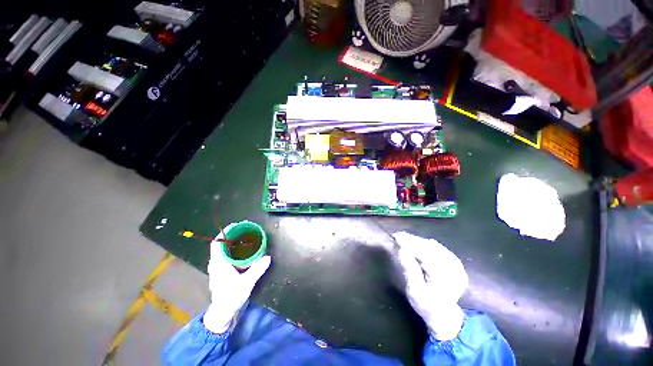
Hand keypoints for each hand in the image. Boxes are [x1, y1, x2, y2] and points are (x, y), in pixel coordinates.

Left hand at [203, 233, 270, 333]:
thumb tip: (268, 257)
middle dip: (231, 235)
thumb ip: (257, 269)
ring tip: (245, 238)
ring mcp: (217, 267)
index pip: (217, 243)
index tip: (236, 225)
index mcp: (219, 263)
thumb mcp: (246, 283)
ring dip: (232, 242)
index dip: (224, 232)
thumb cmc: (231, 297)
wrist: (223, 312)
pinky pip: (225, 255)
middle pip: (221, 244)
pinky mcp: (221, 271)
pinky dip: (232, 249)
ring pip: (222, 250)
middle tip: (245, 230)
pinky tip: (243, 251)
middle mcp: (216, 263)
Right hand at [393, 232, 467, 340]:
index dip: (409, 242)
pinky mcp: (456, 263)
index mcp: (443, 276)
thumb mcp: (415, 292)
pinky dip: (426, 245)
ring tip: (405, 240)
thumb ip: (410, 270)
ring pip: (434, 246)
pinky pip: (439, 248)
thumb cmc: (427, 307)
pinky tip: (418, 245)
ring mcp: (456, 265)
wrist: (446, 317)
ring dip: (419, 241)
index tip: (396, 236)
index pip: (424, 252)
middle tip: (398, 236)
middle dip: (413, 240)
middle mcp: (453, 267)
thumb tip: (402, 250)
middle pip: (429, 246)